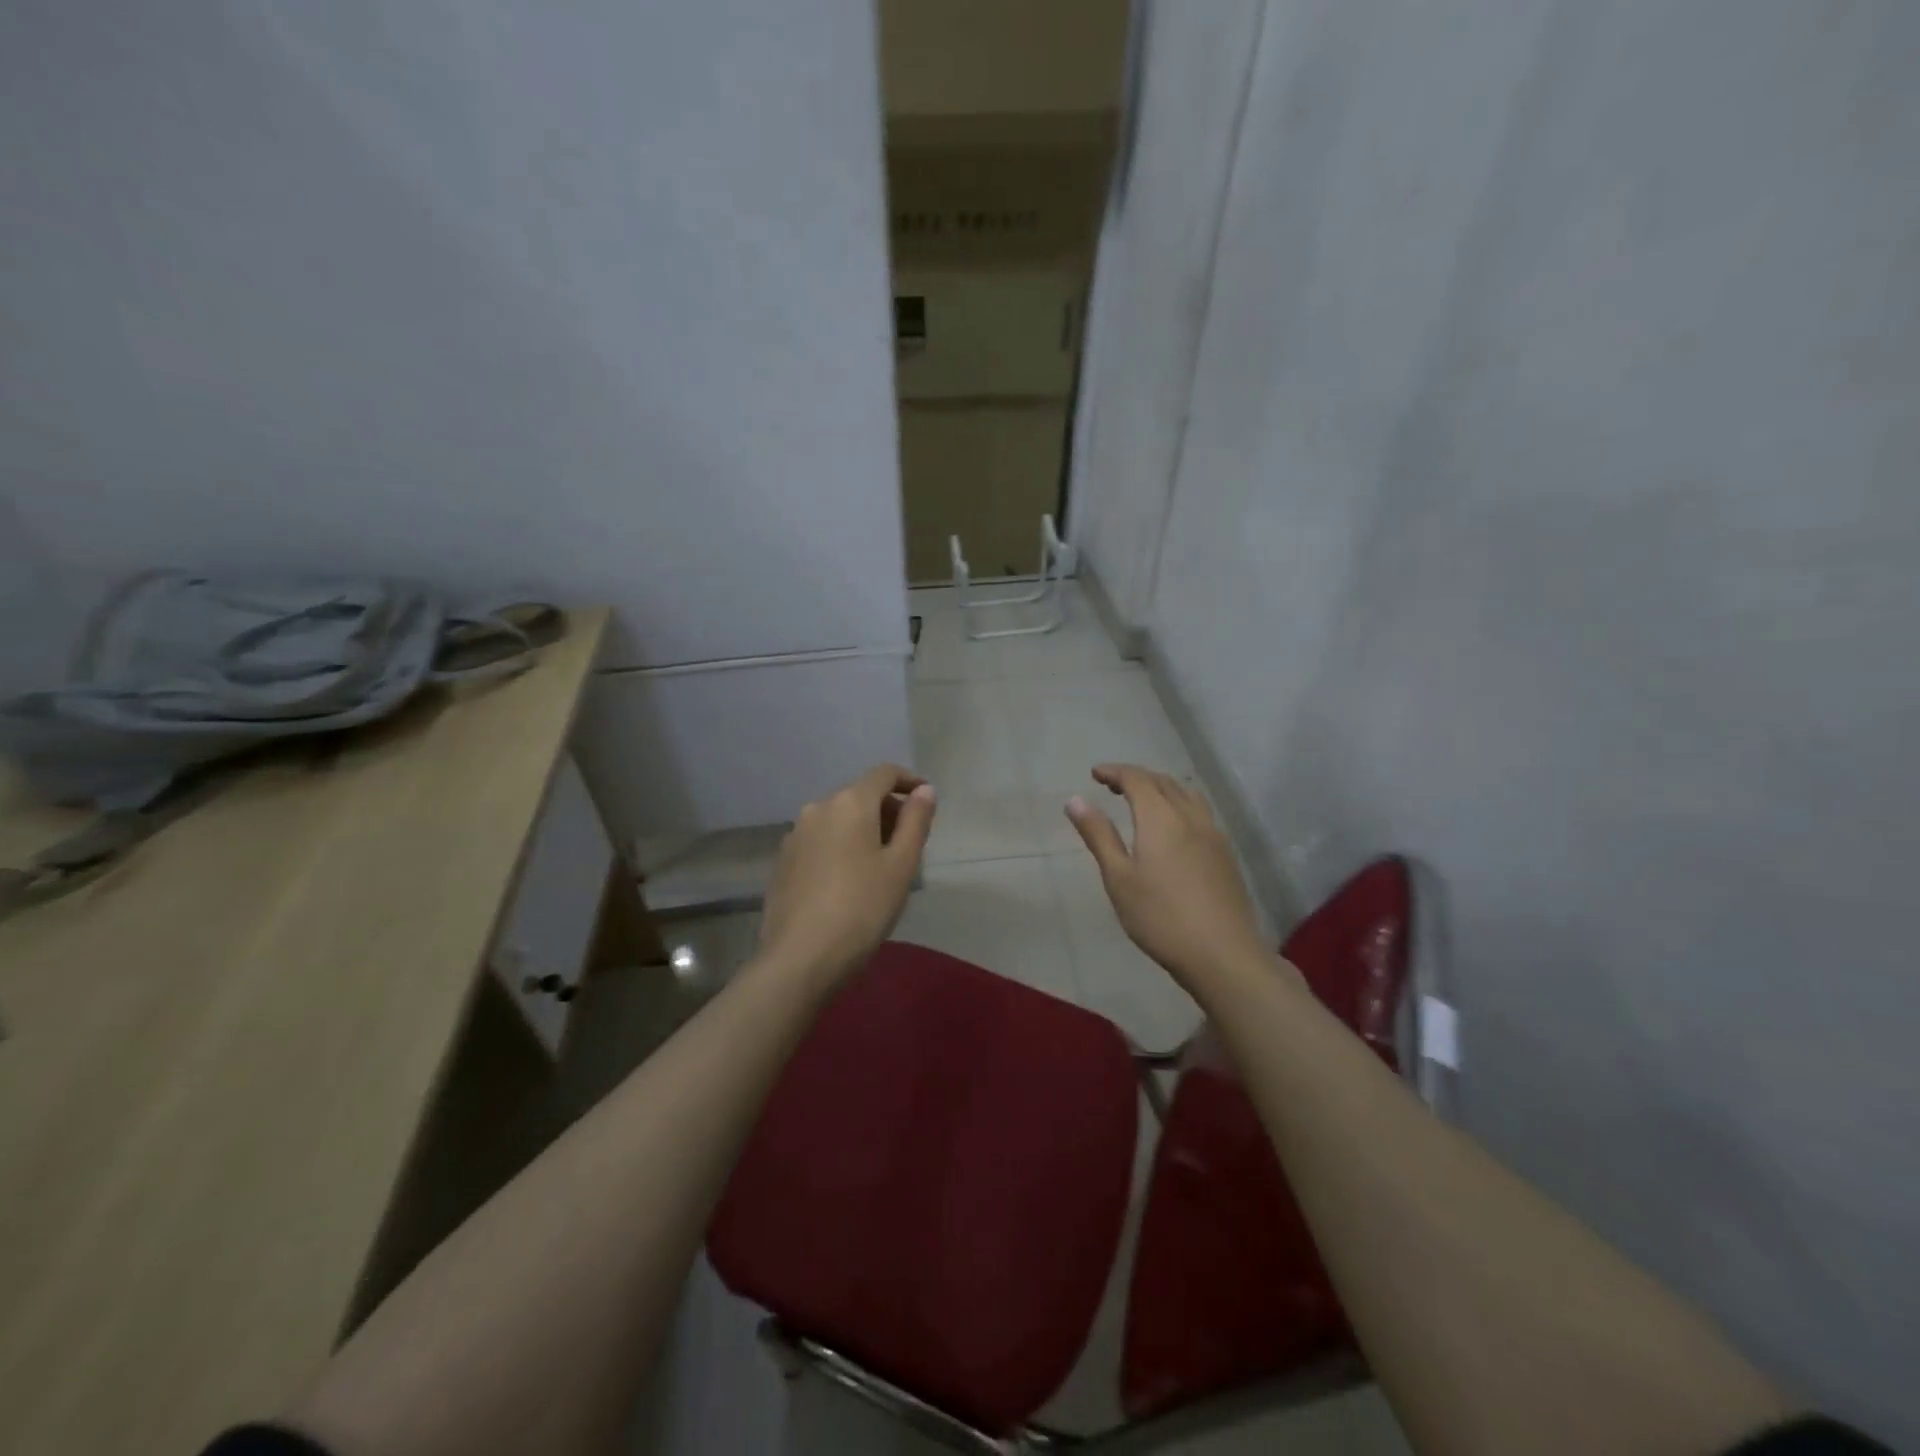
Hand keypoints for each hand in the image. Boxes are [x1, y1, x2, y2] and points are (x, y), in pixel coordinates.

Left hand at [759, 764, 936, 985]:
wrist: (800, 957)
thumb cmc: (862, 908)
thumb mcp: (901, 865)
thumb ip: (916, 821)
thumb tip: (925, 789)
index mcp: (850, 803)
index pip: (884, 774)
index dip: (909, 781)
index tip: (927, 800)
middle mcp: (818, 808)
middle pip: (860, 795)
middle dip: (888, 810)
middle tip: (909, 842)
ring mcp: (796, 834)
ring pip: (839, 819)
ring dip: (864, 829)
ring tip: (882, 864)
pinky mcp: (784, 861)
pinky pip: (821, 840)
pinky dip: (841, 846)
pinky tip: (850, 879)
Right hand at [1065, 763, 1270, 992]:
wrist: (1222, 954)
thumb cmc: (1160, 917)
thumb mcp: (1119, 877)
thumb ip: (1099, 835)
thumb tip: (1075, 800)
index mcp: (1161, 818)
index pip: (1137, 779)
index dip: (1115, 772)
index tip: (1094, 774)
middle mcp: (1190, 816)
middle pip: (1163, 782)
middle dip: (1136, 777)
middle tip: (1111, 785)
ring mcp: (1213, 834)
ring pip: (1187, 794)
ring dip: (1161, 788)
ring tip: (1142, 800)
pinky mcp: (1226, 854)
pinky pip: (1200, 812)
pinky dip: (1179, 804)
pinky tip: (1173, 827)